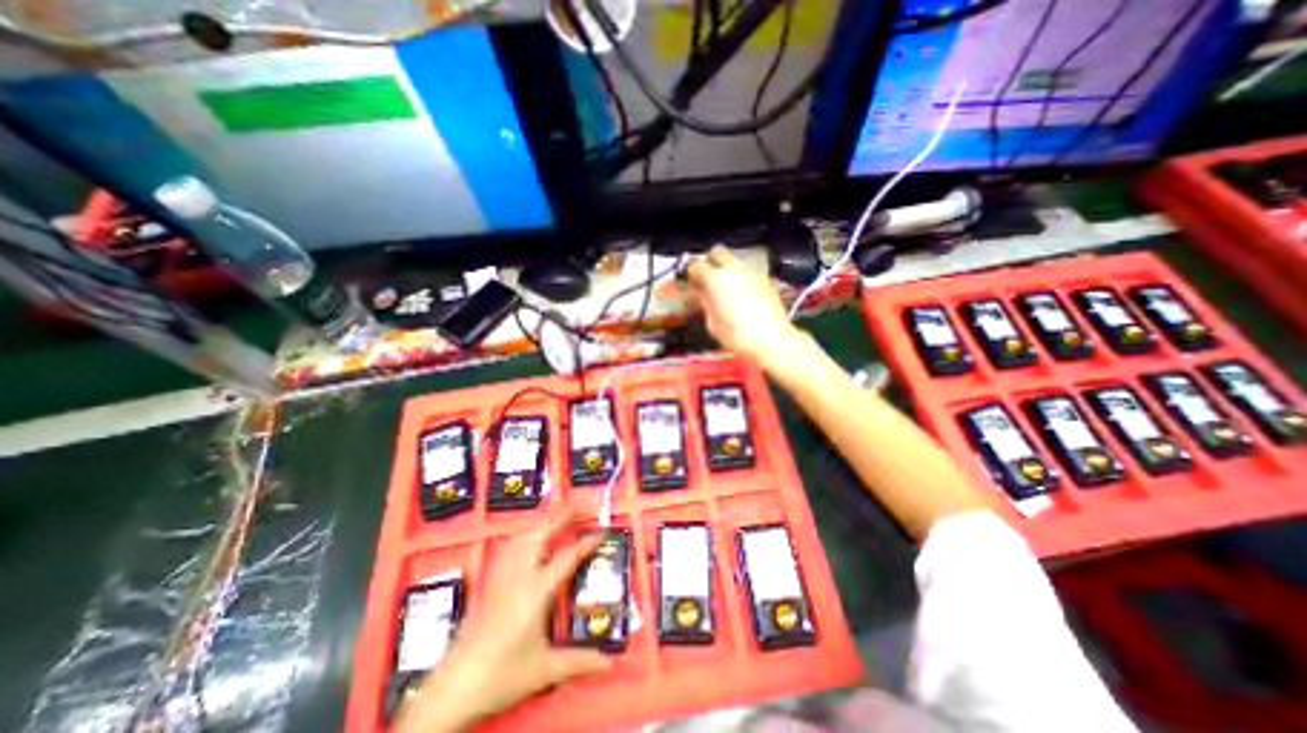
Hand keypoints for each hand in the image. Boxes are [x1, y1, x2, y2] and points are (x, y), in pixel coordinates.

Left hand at [394, 511, 613, 732]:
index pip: (566, 558)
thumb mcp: (544, 670)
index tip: (601, 531)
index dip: (585, 543)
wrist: (452, 690)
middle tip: (576, 503)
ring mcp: (500, 578)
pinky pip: (509, 548)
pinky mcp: (489, 584)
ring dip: (540, 522)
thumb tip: (610, 661)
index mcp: (535, 592)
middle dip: (559, 516)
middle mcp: (518, 577)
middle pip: (539, 535)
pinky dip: (523, 535)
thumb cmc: (501, 676)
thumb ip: (579, 662)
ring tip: (555, 514)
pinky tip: (526, 537)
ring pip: (521, 538)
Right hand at [686, 246, 807, 371]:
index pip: (697, 266)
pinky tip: (743, 299)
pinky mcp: (766, 280)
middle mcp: (733, 271)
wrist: (772, 340)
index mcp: (715, 280)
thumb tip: (703, 296)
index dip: (692, 274)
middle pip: (718, 252)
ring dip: (727, 273)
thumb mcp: (713, 323)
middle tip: (708, 279)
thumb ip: (706, 304)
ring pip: (735, 264)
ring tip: (727, 293)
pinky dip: (742, 281)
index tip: (692, 283)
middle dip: (711, 262)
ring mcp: (752, 273)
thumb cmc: (737, 335)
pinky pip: (748, 274)